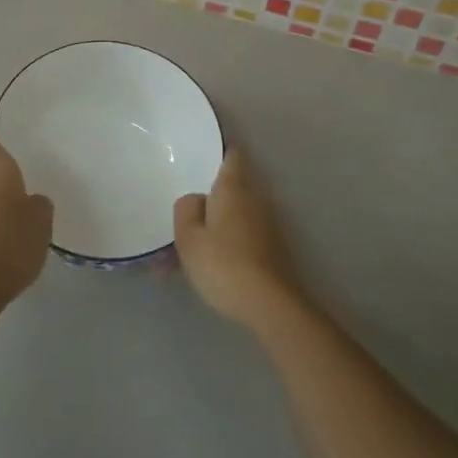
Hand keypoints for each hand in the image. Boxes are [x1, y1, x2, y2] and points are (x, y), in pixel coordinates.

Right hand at [174, 150, 305, 332]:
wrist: (270, 305)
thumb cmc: (224, 264)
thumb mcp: (189, 238)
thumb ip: (186, 210)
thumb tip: (195, 199)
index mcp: (233, 187)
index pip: (231, 154)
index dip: (217, 152)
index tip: (198, 157)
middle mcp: (255, 198)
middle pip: (230, 188)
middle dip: (209, 198)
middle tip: (184, 213)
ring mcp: (268, 224)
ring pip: (234, 216)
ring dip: (214, 227)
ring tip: (187, 251)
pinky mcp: (273, 249)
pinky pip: (242, 236)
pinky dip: (226, 245)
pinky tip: (208, 269)